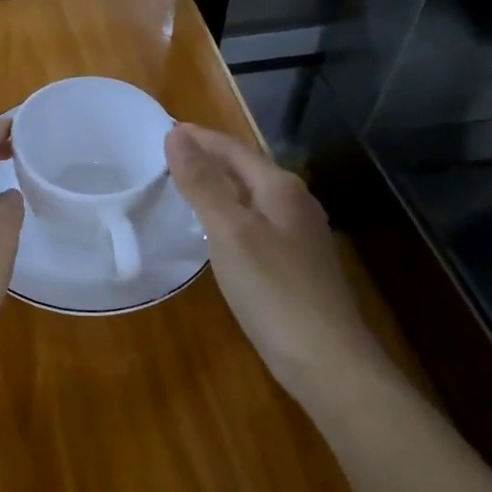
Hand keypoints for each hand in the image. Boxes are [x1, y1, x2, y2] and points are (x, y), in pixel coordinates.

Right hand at [166, 124, 370, 399]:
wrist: (328, 362)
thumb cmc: (273, 291)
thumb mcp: (229, 232)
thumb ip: (202, 182)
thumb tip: (176, 134)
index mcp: (280, 188)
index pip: (233, 148)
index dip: (199, 138)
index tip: (163, 130)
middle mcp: (294, 202)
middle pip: (245, 168)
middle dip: (208, 157)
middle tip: (166, 155)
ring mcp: (299, 234)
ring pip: (251, 195)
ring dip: (218, 184)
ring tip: (184, 185)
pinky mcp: (296, 262)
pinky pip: (255, 221)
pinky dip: (229, 212)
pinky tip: (215, 229)